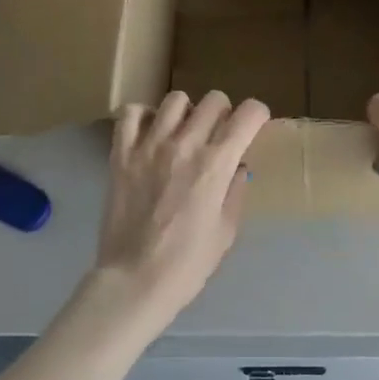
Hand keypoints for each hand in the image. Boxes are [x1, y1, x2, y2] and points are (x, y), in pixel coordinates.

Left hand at [95, 91, 269, 320]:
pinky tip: (150, 134)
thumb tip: (237, 168)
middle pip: (214, 100)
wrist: (135, 280)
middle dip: (225, 113)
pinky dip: (144, 116)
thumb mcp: (226, 231)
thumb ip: (234, 192)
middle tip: (219, 135)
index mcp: (216, 165)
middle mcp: (185, 145)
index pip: (248, 114)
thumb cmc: (188, 263)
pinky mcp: (120, 154)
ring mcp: (149, 146)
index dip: (258, 115)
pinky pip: (131, 113)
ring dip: (187, 112)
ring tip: (183, 133)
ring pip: (175, 99)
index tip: (254, 126)